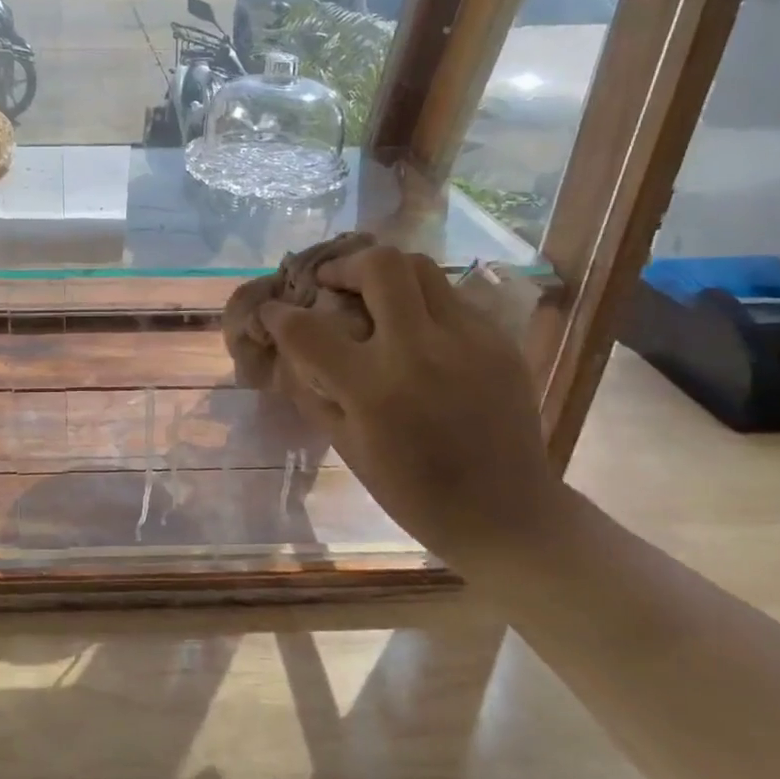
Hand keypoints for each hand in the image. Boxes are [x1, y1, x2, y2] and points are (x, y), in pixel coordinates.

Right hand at [261, 247, 566, 552]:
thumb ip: (315, 390)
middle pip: (379, 265)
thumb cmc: (413, 492)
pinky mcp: (499, 340)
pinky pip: (451, 299)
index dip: (278, 314)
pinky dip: (421, 303)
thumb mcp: (347, 446)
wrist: (506, 513)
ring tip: (373, 297)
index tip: (273, 311)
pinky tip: (416, 331)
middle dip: (343, 265)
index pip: (307, 329)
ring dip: (385, 274)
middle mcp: (420, 351)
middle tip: (332, 284)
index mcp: (374, 389)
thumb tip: (291, 349)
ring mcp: (468, 340)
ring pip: (420, 268)